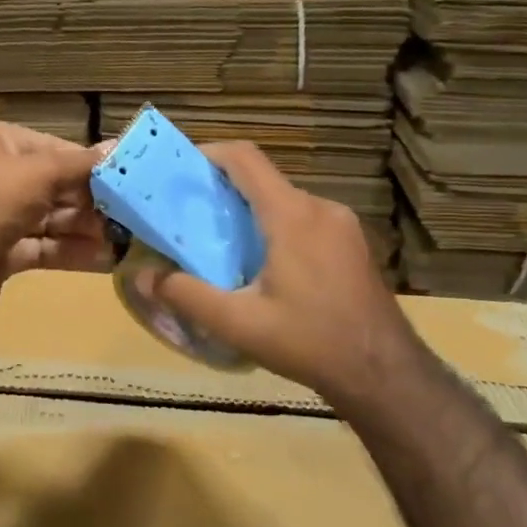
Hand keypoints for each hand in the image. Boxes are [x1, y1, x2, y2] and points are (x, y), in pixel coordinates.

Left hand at [0, 121, 110, 318]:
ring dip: (88, 230)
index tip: (128, 181)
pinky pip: (44, 248)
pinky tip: (107, 260)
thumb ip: (80, 165)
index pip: (56, 150)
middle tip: (134, 216)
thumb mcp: (38, 173)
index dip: (91, 166)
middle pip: (56, 187)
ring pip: (53, 220)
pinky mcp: (2, 253)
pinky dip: (73, 252)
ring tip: (129, 240)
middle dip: (94, 203)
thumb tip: (119, 148)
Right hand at [132, 141, 414, 404]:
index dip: (209, 153)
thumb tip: (142, 276)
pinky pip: (304, 219)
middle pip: (263, 180)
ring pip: (285, 201)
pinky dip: (275, 226)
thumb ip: (187, 296)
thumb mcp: (239, 324)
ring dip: (250, 211)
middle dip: (223, 189)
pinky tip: (262, 264)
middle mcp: (320, 208)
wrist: (384, 373)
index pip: (245, 159)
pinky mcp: (352, 243)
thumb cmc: (310, 341)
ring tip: (220, 243)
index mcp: (292, 215)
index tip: (179, 169)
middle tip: (189, 215)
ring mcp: (342, 225)